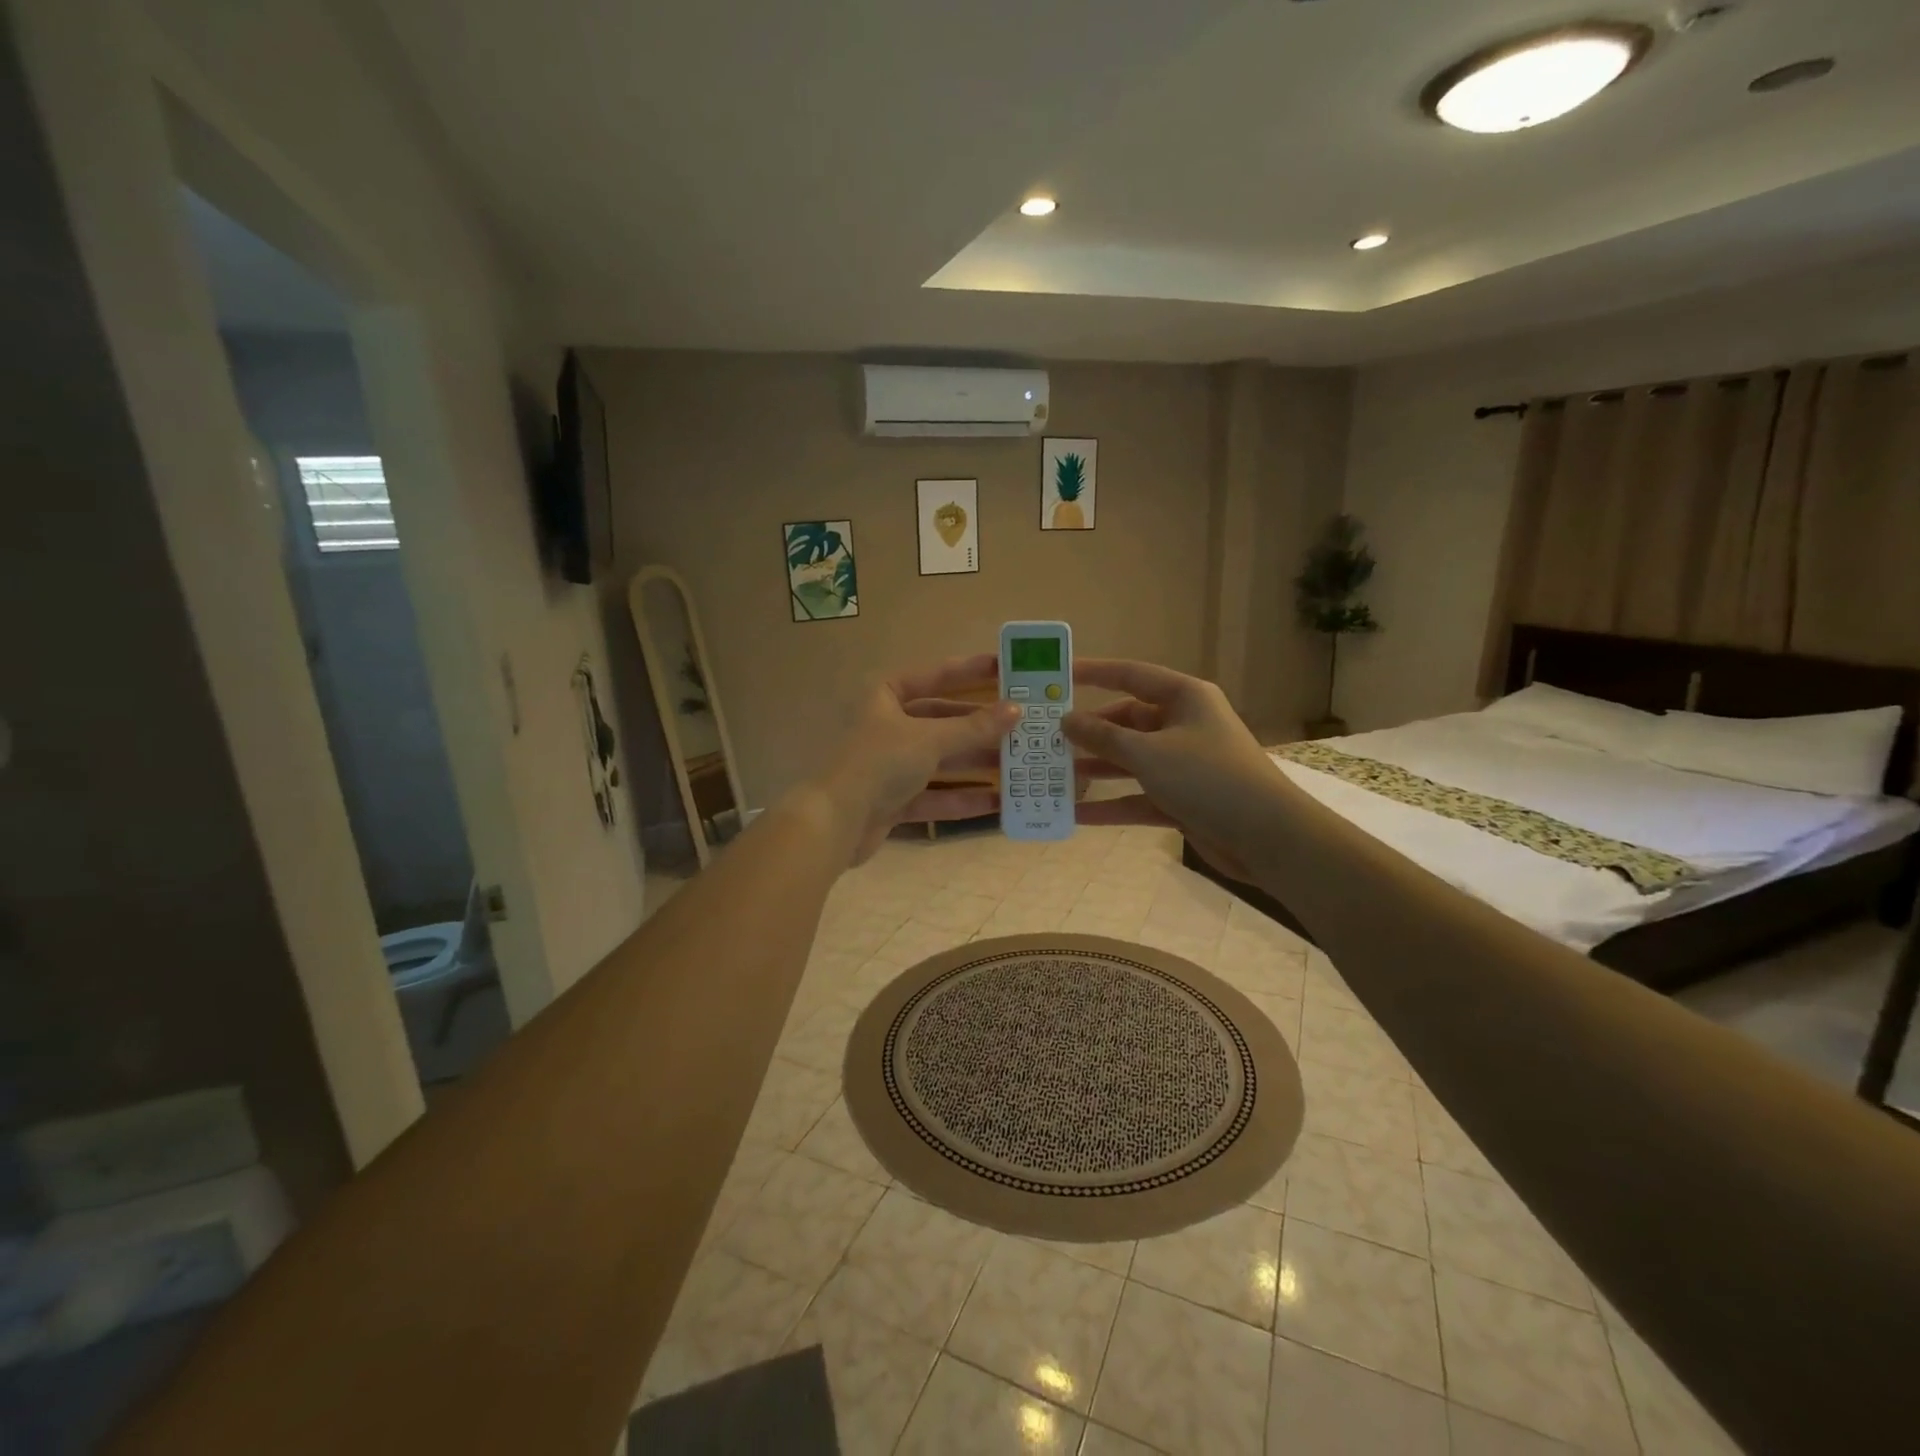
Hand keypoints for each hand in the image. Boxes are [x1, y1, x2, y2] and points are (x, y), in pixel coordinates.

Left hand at [812, 654, 1018, 863]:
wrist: (836, 823)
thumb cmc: (880, 763)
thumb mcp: (930, 739)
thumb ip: (974, 727)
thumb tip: (1016, 710)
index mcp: (886, 696)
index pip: (935, 675)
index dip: (970, 671)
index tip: (1005, 669)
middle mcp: (888, 726)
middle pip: (942, 721)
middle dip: (981, 727)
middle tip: (1021, 726)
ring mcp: (890, 765)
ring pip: (941, 760)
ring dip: (977, 763)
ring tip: (1018, 765)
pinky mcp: (894, 800)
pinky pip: (935, 795)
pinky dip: (962, 798)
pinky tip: (997, 802)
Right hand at [1063, 659, 1285, 880]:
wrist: (1267, 837)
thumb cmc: (1207, 778)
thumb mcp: (1148, 753)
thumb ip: (1103, 736)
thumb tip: (1066, 720)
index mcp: (1184, 698)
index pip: (1131, 675)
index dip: (1094, 672)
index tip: (1058, 675)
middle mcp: (1183, 725)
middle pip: (1127, 722)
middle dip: (1090, 733)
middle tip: (1047, 739)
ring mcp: (1183, 764)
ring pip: (1130, 761)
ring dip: (1097, 769)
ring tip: (1053, 776)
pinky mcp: (1183, 799)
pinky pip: (1139, 796)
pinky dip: (1112, 804)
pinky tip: (1077, 815)